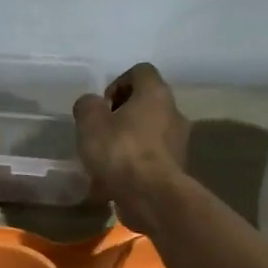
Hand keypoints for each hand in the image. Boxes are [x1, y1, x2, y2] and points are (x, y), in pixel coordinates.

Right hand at [72, 62, 188, 232]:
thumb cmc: (120, 151)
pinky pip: (152, 159)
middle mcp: (174, 112)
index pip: (140, 72)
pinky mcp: (176, 170)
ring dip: (129, 142)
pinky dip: (135, 165)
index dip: (118, 83)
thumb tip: (92, 105)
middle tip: (101, 133)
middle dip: (122, 116)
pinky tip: (116, 181)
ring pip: (149, 134)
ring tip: (106, 161)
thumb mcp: (90, 122)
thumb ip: (87, 106)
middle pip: (146, 104)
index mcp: (156, 93)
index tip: (103, 106)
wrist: (151, 196)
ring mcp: (179, 143)